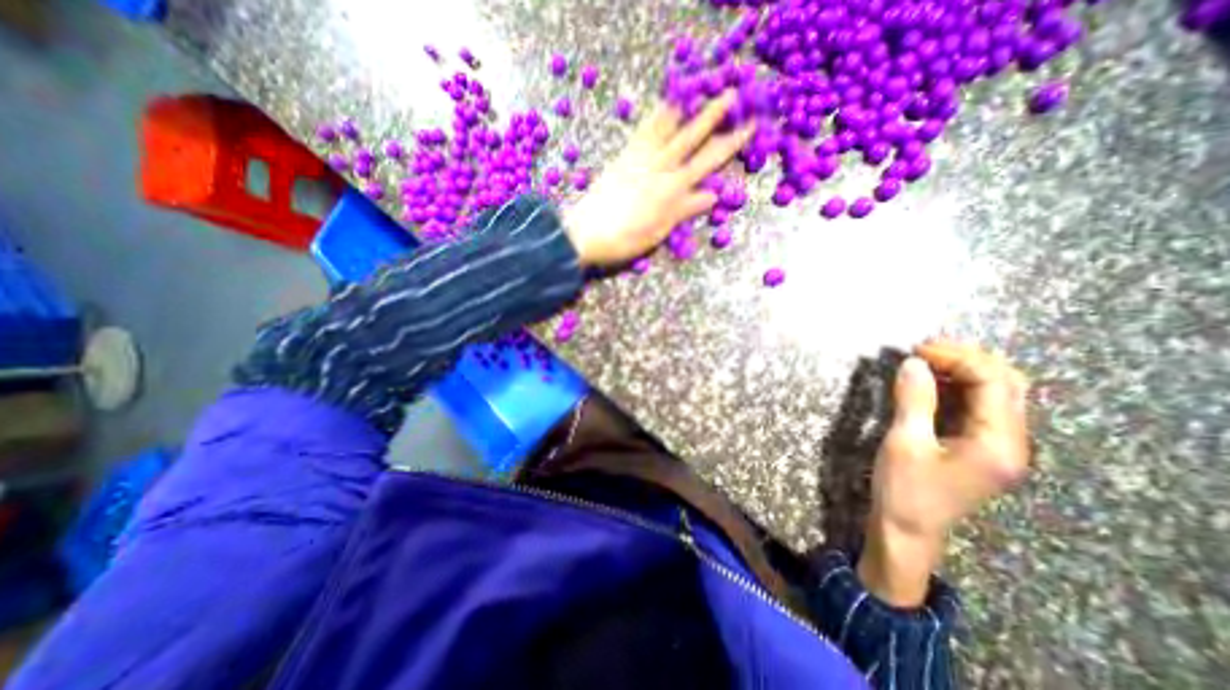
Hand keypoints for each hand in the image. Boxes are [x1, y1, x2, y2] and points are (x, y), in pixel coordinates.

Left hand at [560, 95, 754, 265]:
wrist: (585, 233)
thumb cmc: (624, 240)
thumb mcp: (658, 231)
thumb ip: (683, 210)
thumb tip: (711, 195)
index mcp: (672, 190)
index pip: (708, 162)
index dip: (731, 144)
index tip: (749, 127)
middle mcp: (660, 168)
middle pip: (692, 138)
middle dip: (714, 116)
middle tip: (733, 95)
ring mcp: (640, 159)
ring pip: (668, 127)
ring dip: (686, 108)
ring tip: (698, 89)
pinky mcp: (623, 157)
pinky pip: (643, 131)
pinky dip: (656, 116)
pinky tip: (664, 107)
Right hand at [858, 338, 1029, 602]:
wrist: (907, 531)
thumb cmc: (904, 490)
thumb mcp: (904, 443)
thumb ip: (914, 400)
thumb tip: (913, 362)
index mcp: (999, 444)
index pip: (993, 382)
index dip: (957, 357)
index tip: (916, 350)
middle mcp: (1012, 443)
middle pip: (1007, 383)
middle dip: (968, 358)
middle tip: (923, 350)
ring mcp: (1001, 447)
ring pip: (999, 393)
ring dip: (965, 370)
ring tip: (927, 360)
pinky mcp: (984, 448)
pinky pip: (983, 407)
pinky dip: (960, 387)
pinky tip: (934, 382)